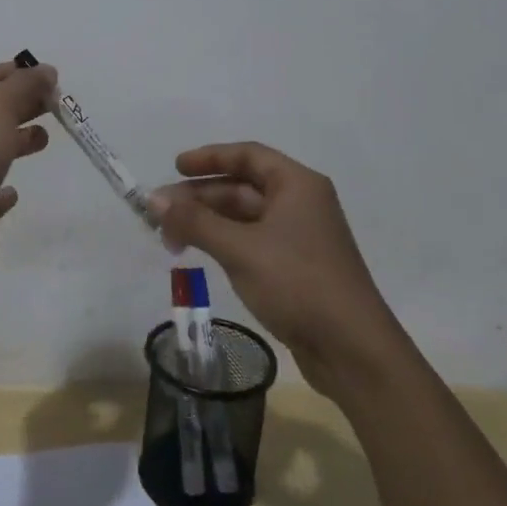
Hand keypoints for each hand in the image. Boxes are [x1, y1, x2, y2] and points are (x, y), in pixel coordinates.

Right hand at [150, 143, 398, 392]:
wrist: (352, 349)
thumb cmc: (298, 283)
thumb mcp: (240, 249)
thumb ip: (195, 222)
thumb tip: (154, 199)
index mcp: (297, 184)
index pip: (248, 156)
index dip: (209, 157)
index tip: (175, 167)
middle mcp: (301, 203)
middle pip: (243, 187)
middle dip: (200, 197)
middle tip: (160, 213)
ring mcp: (300, 237)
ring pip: (245, 217)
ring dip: (208, 222)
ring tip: (170, 238)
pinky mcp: (296, 267)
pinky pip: (252, 241)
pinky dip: (224, 243)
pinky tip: (200, 254)